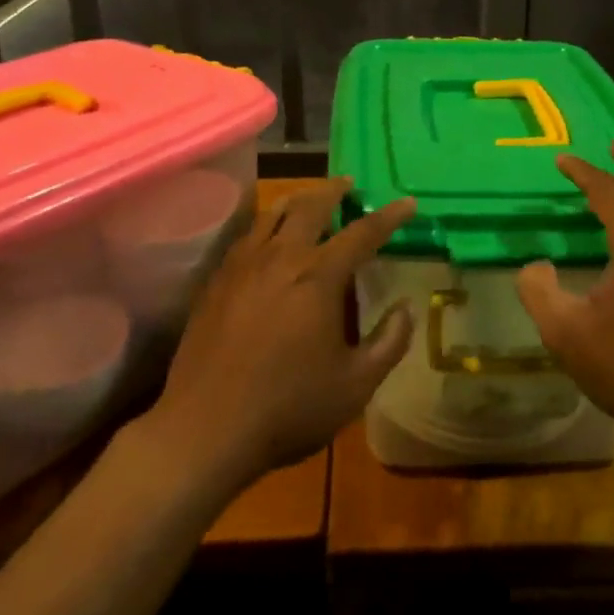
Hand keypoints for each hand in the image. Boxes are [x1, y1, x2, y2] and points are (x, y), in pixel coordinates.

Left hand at [144, 178, 415, 492]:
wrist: (205, 430)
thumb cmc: (289, 408)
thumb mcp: (356, 385)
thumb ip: (389, 342)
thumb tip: (406, 307)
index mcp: (318, 278)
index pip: (362, 233)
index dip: (389, 216)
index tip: (408, 203)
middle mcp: (280, 258)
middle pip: (310, 207)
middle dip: (334, 191)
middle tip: (349, 184)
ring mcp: (242, 267)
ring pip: (271, 214)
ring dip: (297, 200)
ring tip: (309, 199)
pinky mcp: (216, 282)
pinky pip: (245, 237)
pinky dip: (264, 224)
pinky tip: (266, 237)